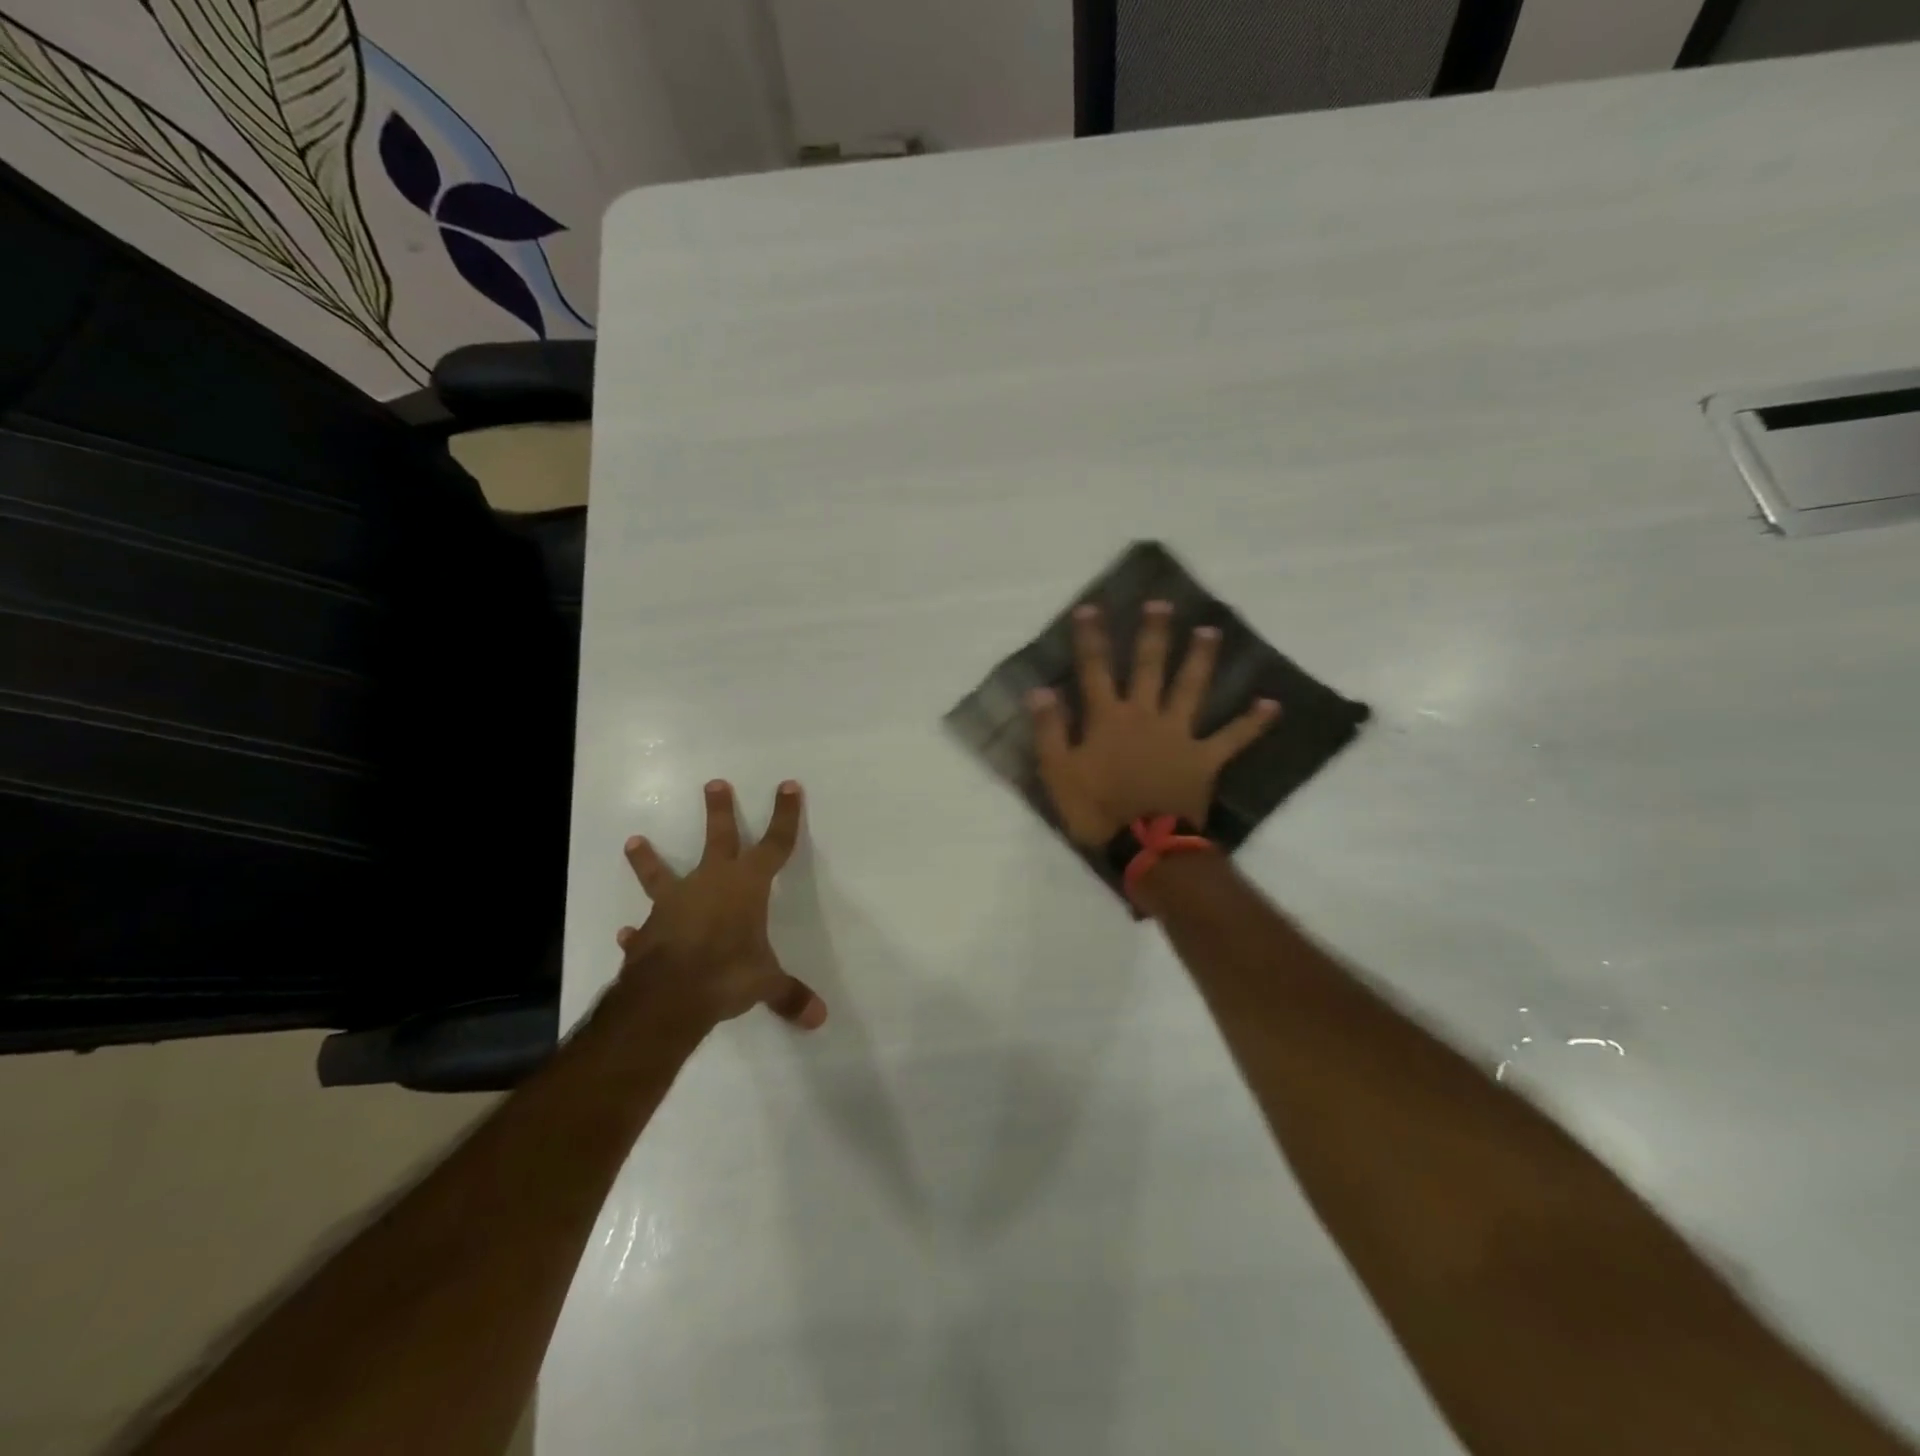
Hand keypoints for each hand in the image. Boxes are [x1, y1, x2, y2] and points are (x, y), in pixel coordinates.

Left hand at [614, 779, 826, 1034]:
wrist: (669, 994)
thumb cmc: (728, 973)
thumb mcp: (766, 983)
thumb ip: (789, 995)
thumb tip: (819, 1019)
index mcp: (747, 886)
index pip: (775, 844)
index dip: (785, 816)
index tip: (788, 786)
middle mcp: (710, 884)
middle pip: (719, 839)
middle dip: (719, 811)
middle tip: (713, 783)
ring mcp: (674, 905)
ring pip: (662, 874)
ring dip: (649, 859)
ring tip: (634, 839)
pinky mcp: (648, 931)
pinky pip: (643, 929)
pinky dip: (636, 932)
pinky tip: (625, 934)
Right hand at [1029, 601, 1278, 846]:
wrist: (1144, 844)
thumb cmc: (1095, 808)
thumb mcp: (1058, 771)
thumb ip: (1050, 729)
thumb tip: (1040, 690)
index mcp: (1108, 718)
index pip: (1094, 669)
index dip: (1091, 638)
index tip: (1091, 608)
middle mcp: (1145, 715)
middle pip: (1149, 666)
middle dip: (1153, 634)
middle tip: (1162, 604)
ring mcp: (1179, 734)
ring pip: (1191, 688)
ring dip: (1200, 659)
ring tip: (1211, 631)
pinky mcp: (1204, 758)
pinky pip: (1233, 737)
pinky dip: (1252, 722)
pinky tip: (1272, 704)